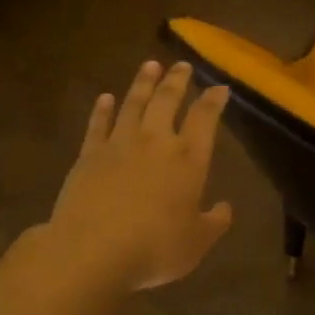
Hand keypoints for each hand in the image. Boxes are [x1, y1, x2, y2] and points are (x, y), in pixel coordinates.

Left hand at [46, 60, 232, 291]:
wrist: (93, 249)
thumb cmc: (154, 248)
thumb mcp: (196, 243)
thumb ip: (214, 223)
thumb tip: (225, 207)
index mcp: (188, 159)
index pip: (205, 119)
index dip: (213, 100)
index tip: (219, 87)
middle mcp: (155, 141)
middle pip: (167, 101)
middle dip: (177, 80)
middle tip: (182, 65)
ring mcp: (119, 144)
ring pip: (134, 103)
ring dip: (143, 83)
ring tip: (150, 65)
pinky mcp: (89, 154)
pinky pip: (98, 124)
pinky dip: (103, 109)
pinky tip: (106, 97)